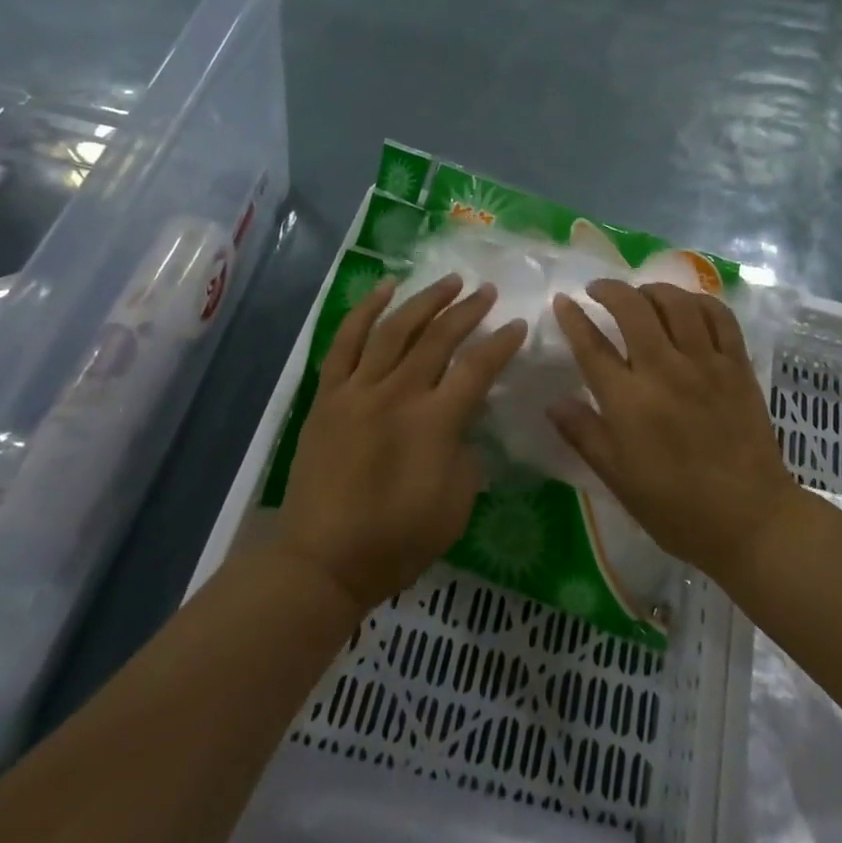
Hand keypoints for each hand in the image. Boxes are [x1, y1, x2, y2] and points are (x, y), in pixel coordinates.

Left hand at [277, 274, 527, 611]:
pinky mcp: (328, 395)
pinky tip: (386, 288)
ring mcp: (358, 390)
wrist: (323, 562)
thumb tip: (462, 421)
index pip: (478, 368)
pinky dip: (366, 310)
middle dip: (469, 310)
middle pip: (439, 338)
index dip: (502, 343)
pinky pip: (346, 342)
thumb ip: (467, 452)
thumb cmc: (396, 540)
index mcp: (434, 423)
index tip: (518, 324)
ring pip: (396, 329)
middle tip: (488, 291)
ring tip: (450, 281)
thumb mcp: (457, 504)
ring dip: (426, 300)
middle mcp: (398, 394)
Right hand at [548, 280, 800, 583]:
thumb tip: (553, 401)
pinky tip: (687, 306)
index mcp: (629, 402)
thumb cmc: (676, 508)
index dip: (573, 318)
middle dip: (609, 290)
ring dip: (652, 289)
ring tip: (641, 294)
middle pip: (633, 309)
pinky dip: (699, 302)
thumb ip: (584, 434)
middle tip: (598, 290)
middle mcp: (665, 371)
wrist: (749, 520)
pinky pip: (719, 316)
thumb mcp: (618, 479)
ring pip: (676, 303)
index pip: (592, 346)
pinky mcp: (737, 365)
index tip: (562, 301)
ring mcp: (705, 364)